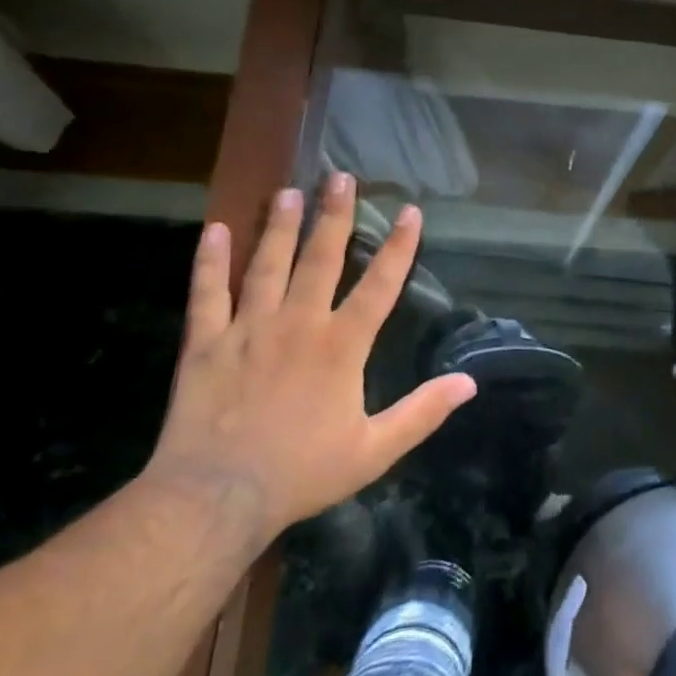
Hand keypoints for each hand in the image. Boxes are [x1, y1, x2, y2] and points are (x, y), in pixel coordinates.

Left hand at [144, 173, 475, 543]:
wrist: (216, 499)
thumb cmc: (302, 472)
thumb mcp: (375, 450)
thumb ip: (423, 412)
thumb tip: (469, 383)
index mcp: (342, 346)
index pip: (380, 284)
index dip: (399, 246)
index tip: (410, 210)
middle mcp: (299, 324)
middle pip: (321, 259)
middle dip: (335, 215)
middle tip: (339, 176)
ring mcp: (249, 330)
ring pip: (267, 266)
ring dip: (281, 227)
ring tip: (289, 191)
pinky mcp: (206, 344)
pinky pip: (208, 294)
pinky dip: (210, 262)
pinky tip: (216, 230)